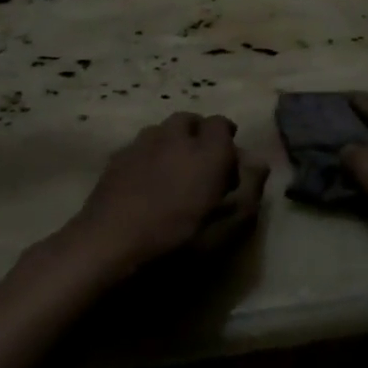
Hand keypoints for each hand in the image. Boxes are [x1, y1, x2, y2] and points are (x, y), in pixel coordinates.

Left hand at [67, 113, 268, 271]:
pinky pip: (139, 146)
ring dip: (172, 143)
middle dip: (199, 135)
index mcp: (207, 151)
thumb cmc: (177, 242)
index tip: (229, 168)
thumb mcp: (228, 228)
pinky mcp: (115, 159)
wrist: (108, 247)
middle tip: (202, 166)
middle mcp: (174, 138)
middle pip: (189, 120)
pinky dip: (149, 156)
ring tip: (173, 173)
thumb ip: (249, 190)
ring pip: (161, 130)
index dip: (227, 141)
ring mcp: (140, 145)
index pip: (221, 124)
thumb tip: (258, 162)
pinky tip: (146, 184)